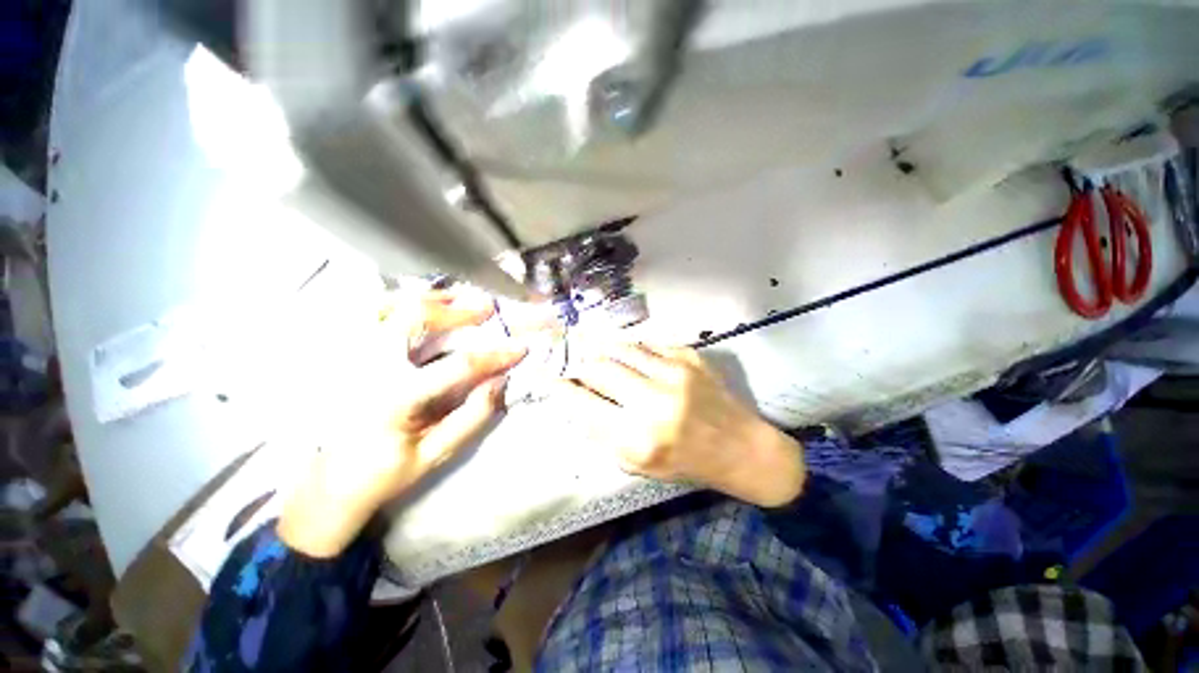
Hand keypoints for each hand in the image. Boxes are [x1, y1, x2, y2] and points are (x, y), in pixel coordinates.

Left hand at [278, 288, 526, 556]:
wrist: (330, 481)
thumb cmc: (383, 472)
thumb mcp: (435, 454)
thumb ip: (471, 417)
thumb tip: (499, 380)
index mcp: (393, 398)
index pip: (456, 366)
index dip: (494, 355)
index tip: (520, 349)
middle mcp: (368, 367)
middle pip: (415, 318)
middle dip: (458, 310)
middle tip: (487, 308)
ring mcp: (351, 355)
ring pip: (391, 306)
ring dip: (430, 299)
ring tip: (460, 297)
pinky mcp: (345, 354)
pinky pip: (373, 313)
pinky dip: (403, 302)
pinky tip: (423, 304)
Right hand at [560, 343, 804, 506]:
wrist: (742, 448)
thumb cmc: (687, 463)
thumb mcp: (639, 465)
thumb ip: (604, 434)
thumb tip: (577, 401)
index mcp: (638, 438)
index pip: (583, 403)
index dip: (561, 389)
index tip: (550, 381)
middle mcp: (653, 401)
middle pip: (598, 367)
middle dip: (579, 365)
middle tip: (574, 366)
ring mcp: (674, 373)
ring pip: (620, 348)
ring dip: (601, 350)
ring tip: (593, 353)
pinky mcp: (689, 357)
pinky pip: (646, 344)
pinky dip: (629, 348)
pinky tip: (626, 354)